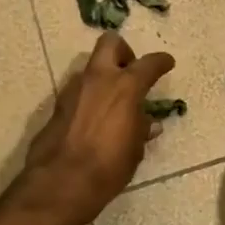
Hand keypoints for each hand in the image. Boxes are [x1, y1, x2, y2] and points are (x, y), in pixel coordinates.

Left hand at [18, 32, 175, 224]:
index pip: (149, 63)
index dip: (161, 62)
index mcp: (126, 87)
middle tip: (131, 71)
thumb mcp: (134, 149)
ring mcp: (74, 89)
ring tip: (113, 102)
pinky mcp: (58, 105)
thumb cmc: (109, 166)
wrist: (62, 182)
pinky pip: (78, 90)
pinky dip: (90, 96)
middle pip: (110, 43)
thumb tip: (147, 122)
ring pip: (91, 67)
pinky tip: (95, 118)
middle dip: (124, 52)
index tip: (167, 63)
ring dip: (104, 76)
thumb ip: (140, 129)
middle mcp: (99, 79)